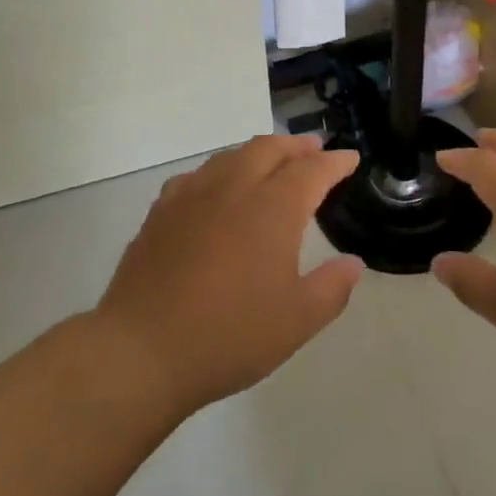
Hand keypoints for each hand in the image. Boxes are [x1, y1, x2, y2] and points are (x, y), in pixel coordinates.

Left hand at [94, 135, 362, 418]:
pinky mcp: (162, 210)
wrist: (143, 350)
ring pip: (232, 155)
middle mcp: (235, 187)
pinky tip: (216, 189)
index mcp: (273, 208)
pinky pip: (198, 175)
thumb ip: (331, 288)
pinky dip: (219, 171)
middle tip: (313, 149)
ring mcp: (193, 195)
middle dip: (296, 145)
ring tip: (270, 161)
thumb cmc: (229, 335)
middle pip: (270, 149)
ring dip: (259, 151)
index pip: (312, 171)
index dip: (334, 162)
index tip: (349, 158)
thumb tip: (353, 263)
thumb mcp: (296, 321)